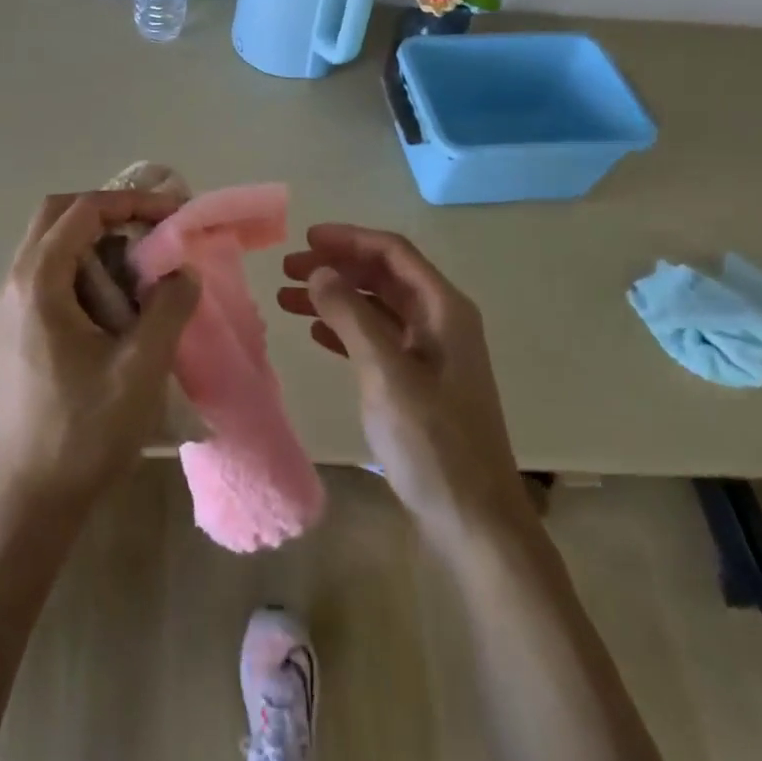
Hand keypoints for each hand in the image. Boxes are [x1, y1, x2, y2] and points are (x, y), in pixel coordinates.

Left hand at [0, 192, 199, 522]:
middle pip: (58, 215)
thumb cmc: (84, 431)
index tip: (174, 214)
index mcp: (38, 282)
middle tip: (153, 228)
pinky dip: (86, 267)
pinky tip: (119, 301)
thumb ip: (169, 307)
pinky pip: (51, 274)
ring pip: (53, 244)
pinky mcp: (17, 330)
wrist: (29, 501)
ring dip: (98, 240)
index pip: (84, 211)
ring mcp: (11, 307)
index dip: (133, 201)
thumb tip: (182, 270)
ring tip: (143, 263)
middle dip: (110, 211)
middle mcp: (15, 283)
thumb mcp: (141, 367)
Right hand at [279, 224, 528, 543]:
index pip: (393, 252)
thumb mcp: (386, 372)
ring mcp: (431, 354)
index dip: (349, 239)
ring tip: (288, 298)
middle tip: (287, 269)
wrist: (473, 521)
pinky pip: (376, 339)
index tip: (305, 239)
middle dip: (336, 267)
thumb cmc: (432, 442)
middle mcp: (440, 322)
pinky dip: (344, 330)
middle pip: (383, 276)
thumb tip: (319, 271)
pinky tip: (315, 332)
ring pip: (376, 307)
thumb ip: (351, 315)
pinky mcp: (419, 383)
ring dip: (335, 298)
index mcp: (444, 309)